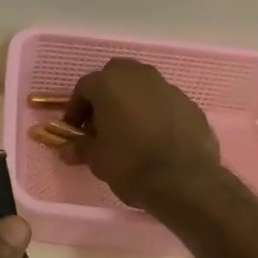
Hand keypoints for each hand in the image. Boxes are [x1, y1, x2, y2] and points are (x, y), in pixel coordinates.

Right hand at [63, 59, 222, 209]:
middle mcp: (140, 76)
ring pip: (143, 87)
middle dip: (106, 95)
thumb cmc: (131, 165)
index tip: (75, 129)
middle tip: (101, 123)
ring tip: (129, 131)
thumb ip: (81, 148)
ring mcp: (168, 88)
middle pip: (116, 76)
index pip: (84, 87)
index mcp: (110, 84)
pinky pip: (164, 103)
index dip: (76, 108)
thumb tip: (67, 149)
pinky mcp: (190, 104)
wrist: (185, 181)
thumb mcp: (97, 160)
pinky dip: (155, 113)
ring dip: (132, 102)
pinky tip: (154, 138)